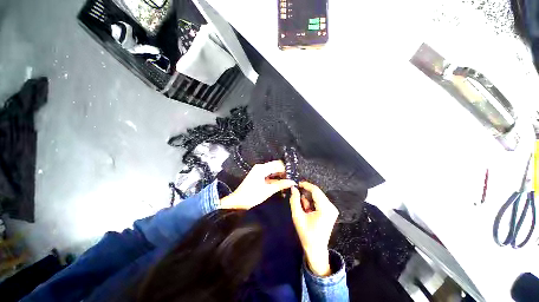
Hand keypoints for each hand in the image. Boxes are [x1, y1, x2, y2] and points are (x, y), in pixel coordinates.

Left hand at [220, 160, 295, 209]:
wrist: (238, 202)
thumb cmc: (252, 196)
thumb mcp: (268, 190)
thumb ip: (281, 184)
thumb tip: (292, 182)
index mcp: (262, 168)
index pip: (278, 164)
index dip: (286, 169)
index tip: (294, 175)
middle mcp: (260, 167)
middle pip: (275, 166)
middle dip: (284, 171)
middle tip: (292, 178)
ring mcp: (259, 171)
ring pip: (273, 170)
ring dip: (280, 175)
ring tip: (289, 180)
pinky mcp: (258, 176)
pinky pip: (269, 174)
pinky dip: (275, 177)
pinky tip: (281, 182)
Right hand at [290, 182, 338, 276]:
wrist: (316, 249)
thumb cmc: (306, 234)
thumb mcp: (297, 216)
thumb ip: (294, 201)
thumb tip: (294, 188)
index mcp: (325, 208)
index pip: (315, 190)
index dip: (306, 185)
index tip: (297, 183)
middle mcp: (331, 207)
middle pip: (317, 192)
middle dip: (306, 192)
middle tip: (297, 195)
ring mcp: (332, 209)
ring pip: (318, 196)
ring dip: (309, 198)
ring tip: (303, 208)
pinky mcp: (331, 211)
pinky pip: (320, 201)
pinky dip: (312, 202)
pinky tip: (307, 210)